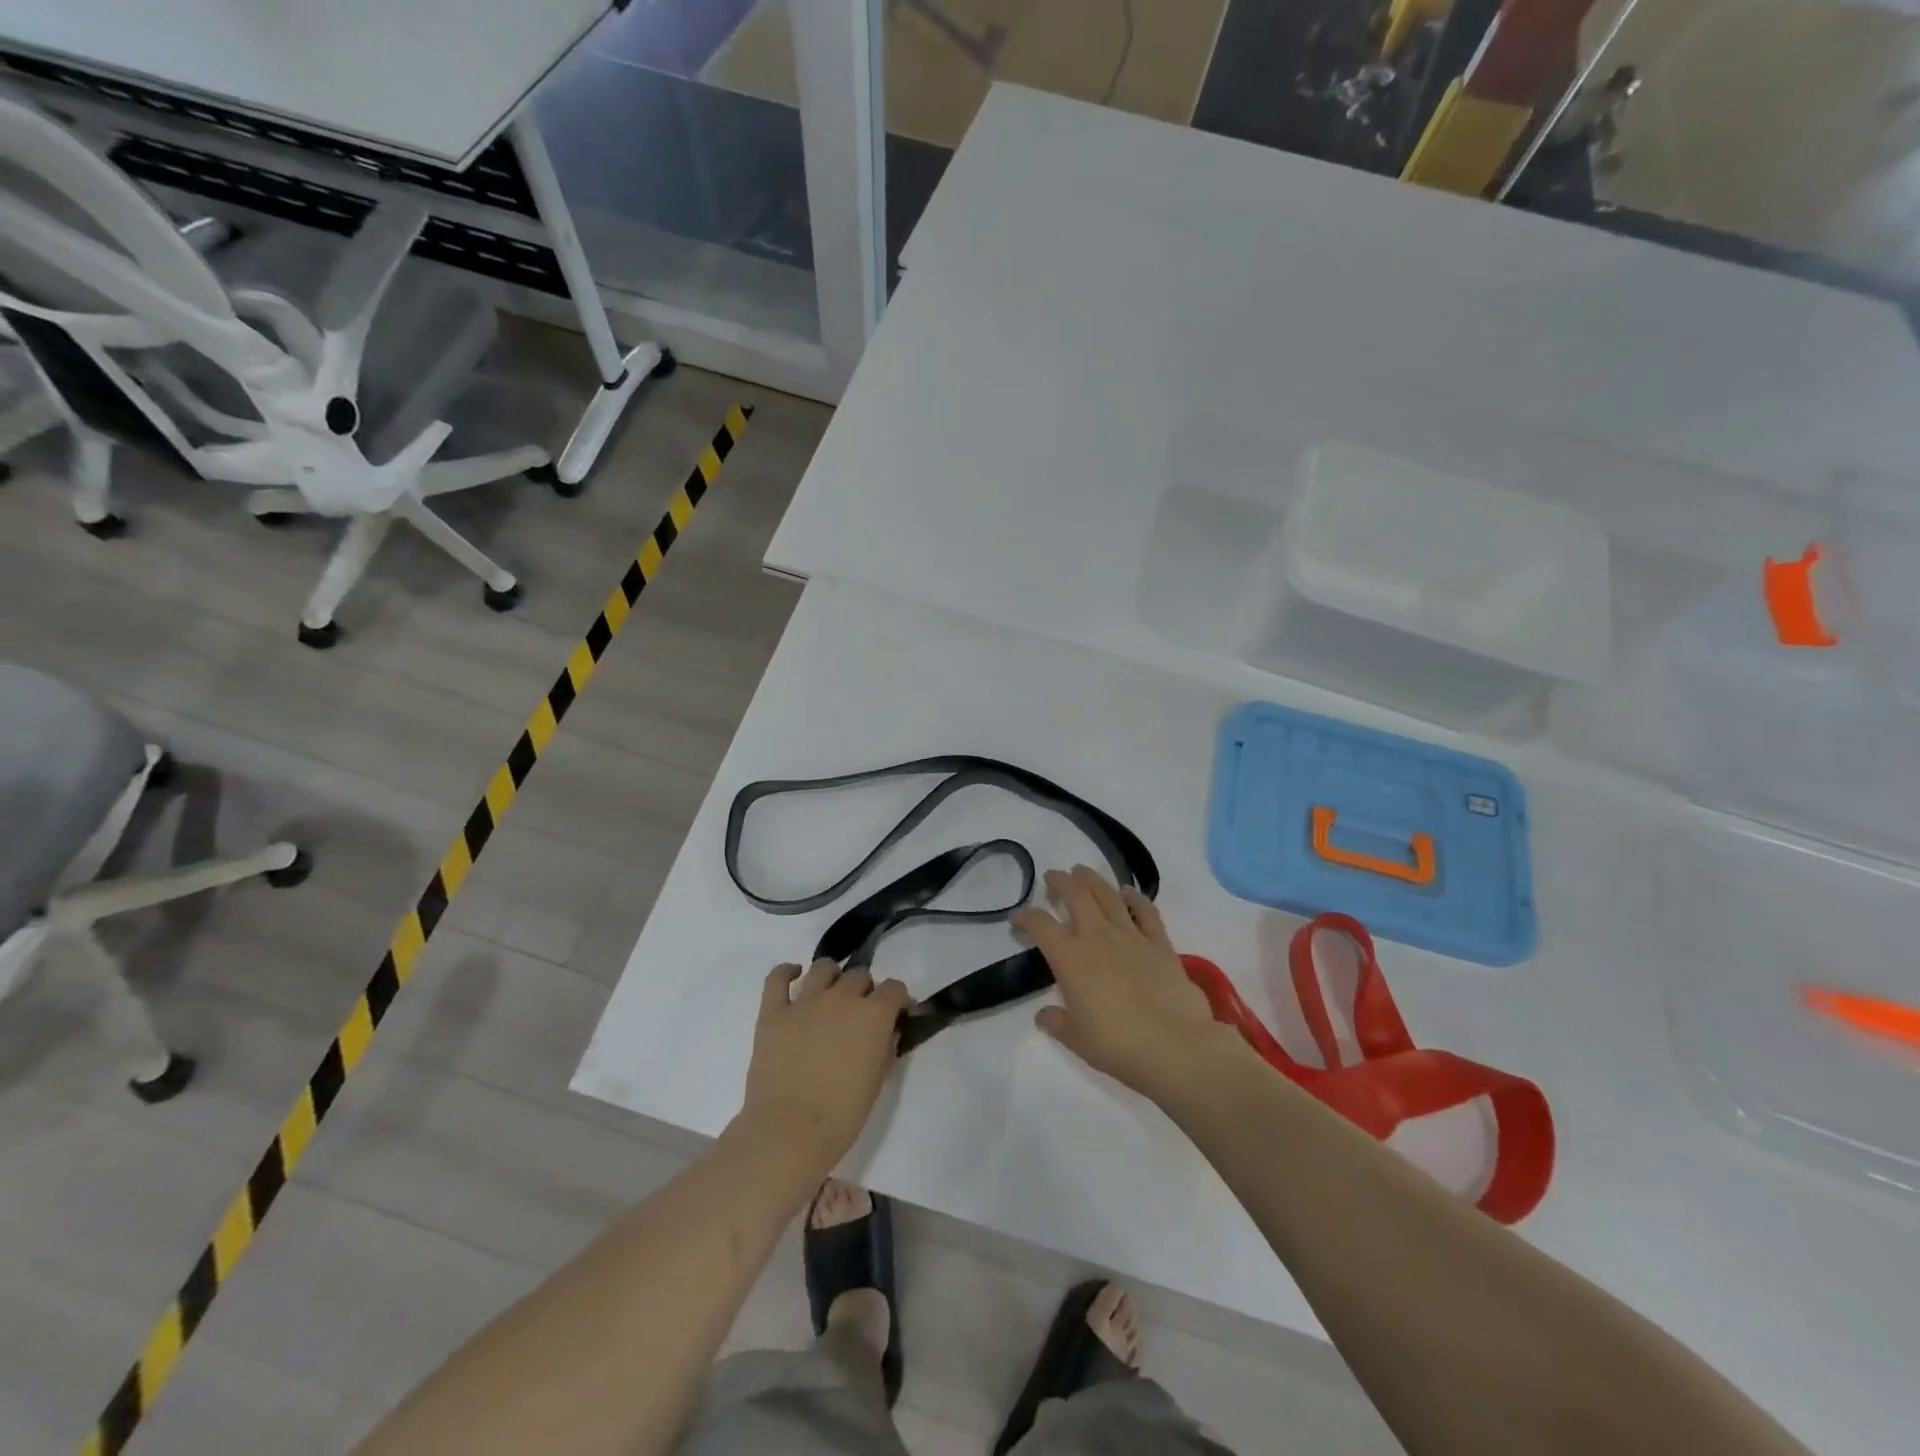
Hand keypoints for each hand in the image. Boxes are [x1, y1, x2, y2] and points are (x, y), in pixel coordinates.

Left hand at [741, 959, 911, 1176]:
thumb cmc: (842, 1115)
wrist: (789, 1132)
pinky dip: (787, 972)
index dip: (897, 1000)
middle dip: (864, 991)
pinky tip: (793, 978)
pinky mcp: (773, 1011)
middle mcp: (842, 997)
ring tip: (829, 996)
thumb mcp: (878, 1081)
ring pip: (823, 968)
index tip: (895, 1014)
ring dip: (832, 978)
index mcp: (873, 1015)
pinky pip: (777, 977)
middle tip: (858, 1015)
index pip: (894, 988)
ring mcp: (805, 1001)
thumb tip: (886, 1031)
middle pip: (859, 975)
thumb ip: (885, 1047)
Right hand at [1012, 866, 1241, 1104]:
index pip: (1041, 926)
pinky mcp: (1160, 944)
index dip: (1025, 917)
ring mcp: (1132, 936)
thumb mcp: (1078, 1040)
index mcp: (1071, 959)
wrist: (1176, 1046)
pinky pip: (1146, 912)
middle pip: (1076, 896)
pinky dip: (1136, 898)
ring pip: (1108, 895)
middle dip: (1061, 882)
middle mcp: (1098, 937)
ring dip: (1092, 880)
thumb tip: (1044, 1015)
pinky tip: (1129, 892)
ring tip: (1082, 872)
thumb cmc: (1119, 1045)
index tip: (1018, 918)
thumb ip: (1058, 1023)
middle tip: (1053, 877)